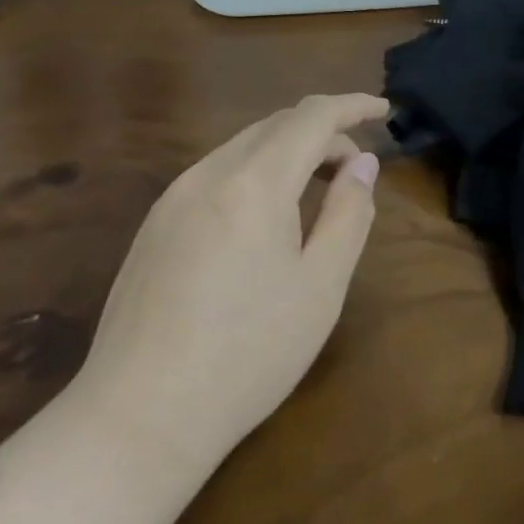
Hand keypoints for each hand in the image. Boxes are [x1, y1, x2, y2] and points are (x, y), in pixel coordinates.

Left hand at [76, 92, 388, 466]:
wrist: (139, 418)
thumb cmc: (249, 354)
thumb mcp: (321, 286)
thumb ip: (349, 214)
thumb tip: (362, 165)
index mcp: (254, 183)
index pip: (311, 117)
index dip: (352, 106)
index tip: (384, 110)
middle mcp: (207, 175)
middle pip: (274, 125)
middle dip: (323, 133)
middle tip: (357, 169)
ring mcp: (172, 199)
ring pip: (242, 148)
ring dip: (288, 152)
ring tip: (318, 189)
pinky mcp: (154, 227)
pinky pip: (215, 174)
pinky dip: (256, 173)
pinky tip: (266, 217)